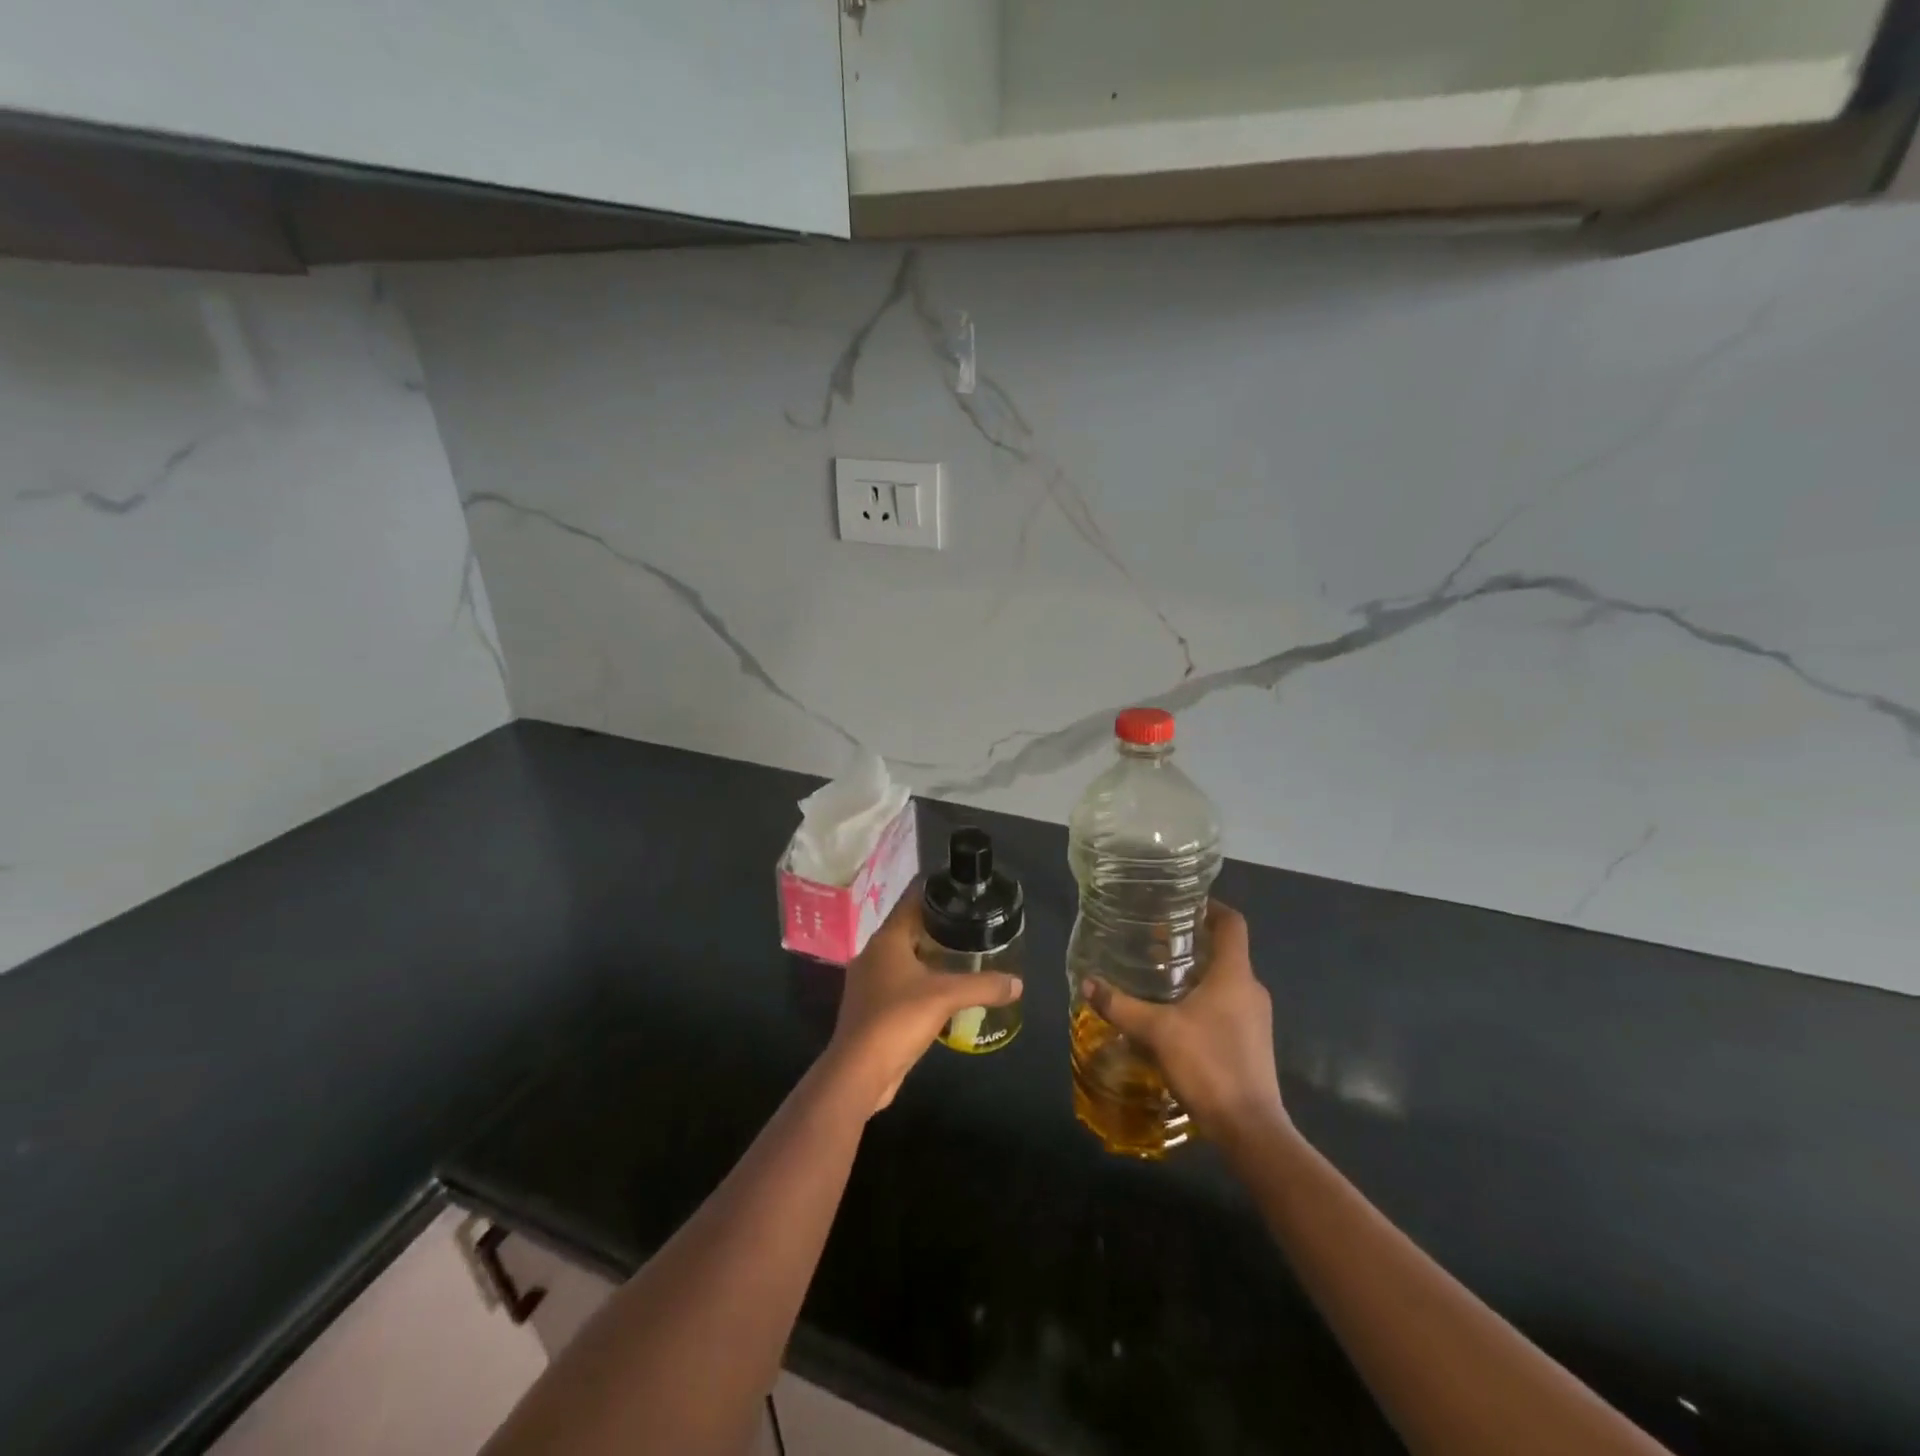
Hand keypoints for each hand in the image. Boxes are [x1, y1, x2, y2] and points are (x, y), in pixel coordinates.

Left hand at [827, 891, 1022, 1115]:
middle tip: (971, 922)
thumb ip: (984, 986)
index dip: (935, 891)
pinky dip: (920, 981)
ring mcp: (869, 982)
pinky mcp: (871, 1008)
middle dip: (937, 925)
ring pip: (904, 957)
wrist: (858, 1072)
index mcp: (886, 939)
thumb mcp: (946, 996)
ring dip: (929, 955)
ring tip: (962, 954)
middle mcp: (873, 954)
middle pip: (908, 928)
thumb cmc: (897, 1019)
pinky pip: (900, 983)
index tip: (961, 889)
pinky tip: (943, 990)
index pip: (911, 900)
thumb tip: (1018, 983)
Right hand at [1081, 901, 1287, 1150]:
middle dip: (1193, 942)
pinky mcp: (1252, 1042)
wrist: (1250, 1128)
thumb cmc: (1208, 1065)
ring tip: (1159, 977)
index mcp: (1235, 974)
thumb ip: (1121, 1005)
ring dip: (1197, 973)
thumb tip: (1087, 982)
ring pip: (1225, 980)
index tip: (1182, 904)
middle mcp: (1251, 989)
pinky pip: (1227, 1006)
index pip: (1232, 923)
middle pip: (1226, 951)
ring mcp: (1255, 1018)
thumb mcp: (1157, 1031)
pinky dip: (1203, 999)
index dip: (1211, 907)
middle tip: (1156, 941)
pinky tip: (1174, 1016)